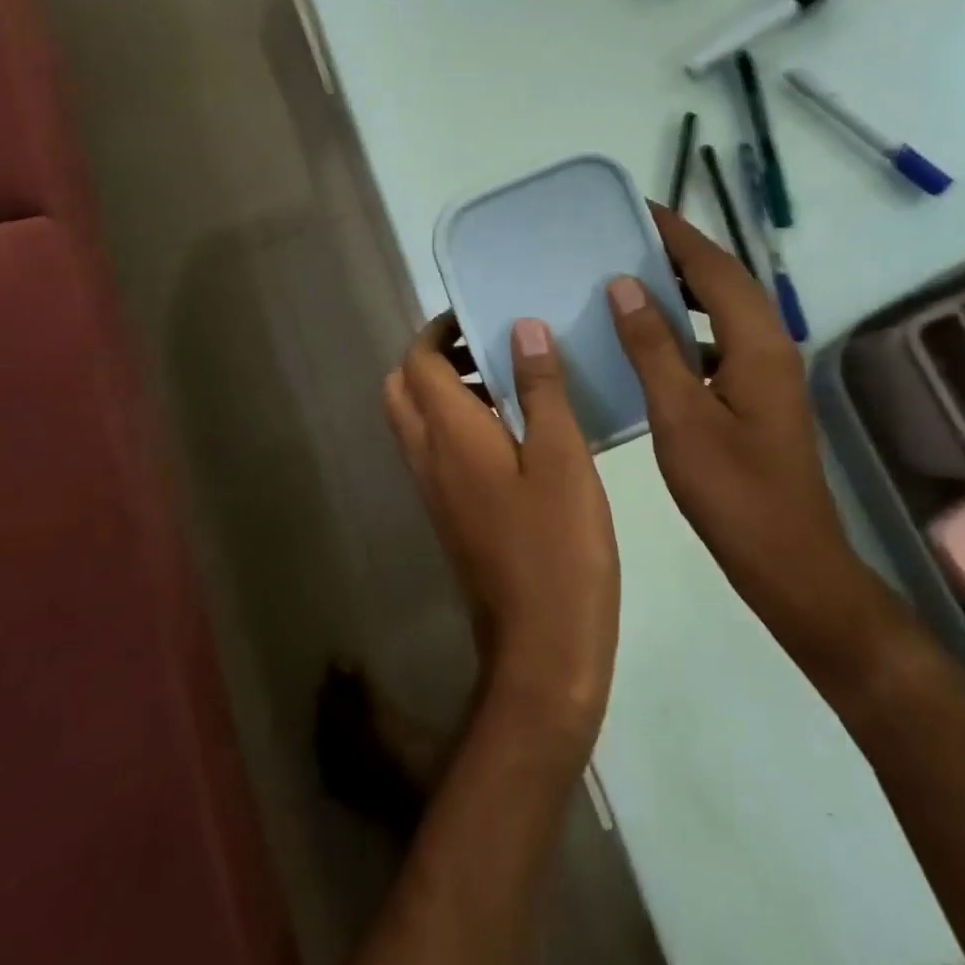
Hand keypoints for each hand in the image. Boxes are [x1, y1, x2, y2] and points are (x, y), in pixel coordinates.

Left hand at [384, 315, 619, 754]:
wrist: (540, 649)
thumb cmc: (557, 546)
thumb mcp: (562, 457)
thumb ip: (541, 389)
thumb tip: (522, 328)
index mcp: (448, 433)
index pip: (417, 361)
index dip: (440, 330)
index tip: (479, 315)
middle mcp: (427, 455)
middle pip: (403, 387)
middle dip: (435, 357)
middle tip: (489, 348)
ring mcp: (433, 489)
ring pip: (416, 419)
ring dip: (445, 389)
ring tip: (509, 382)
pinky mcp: (449, 514)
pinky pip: (435, 450)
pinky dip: (457, 423)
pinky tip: (514, 432)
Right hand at [606, 206, 885, 674]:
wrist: (790, 562)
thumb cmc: (732, 491)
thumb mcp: (680, 416)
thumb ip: (653, 347)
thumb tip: (625, 285)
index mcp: (757, 343)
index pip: (714, 267)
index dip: (676, 233)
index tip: (635, 207)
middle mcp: (770, 346)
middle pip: (724, 280)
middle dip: (679, 252)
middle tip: (625, 238)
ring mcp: (768, 372)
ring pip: (724, 310)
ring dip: (684, 288)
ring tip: (632, 277)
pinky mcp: (759, 395)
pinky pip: (720, 340)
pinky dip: (687, 327)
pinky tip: (650, 340)